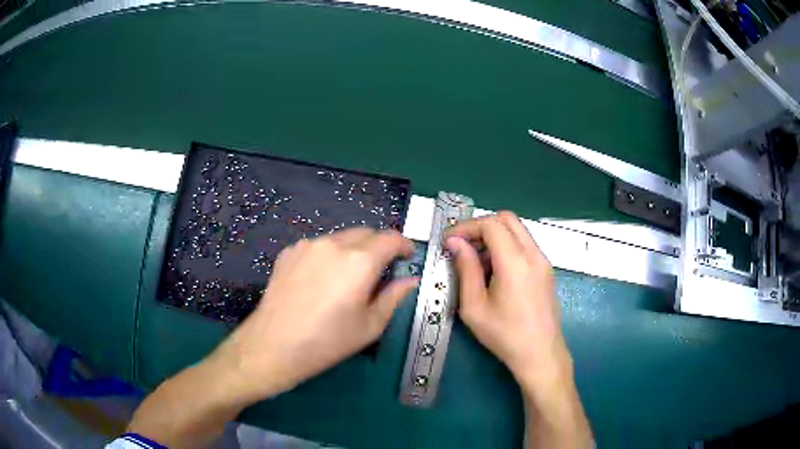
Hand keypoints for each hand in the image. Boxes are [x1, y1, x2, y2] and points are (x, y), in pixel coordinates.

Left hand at [211, 228, 418, 402]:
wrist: (273, 346)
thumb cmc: (327, 341)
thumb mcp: (369, 326)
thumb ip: (393, 297)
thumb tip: (410, 280)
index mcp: (359, 261)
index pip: (391, 238)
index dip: (404, 245)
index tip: (408, 257)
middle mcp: (334, 244)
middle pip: (366, 233)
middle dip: (379, 246)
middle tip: (381, 271)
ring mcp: (308, 245)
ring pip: (341, 238)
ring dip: (353, 250)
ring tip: (348, 278)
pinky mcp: (289, 252)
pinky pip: (318, 246)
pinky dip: (329, 255)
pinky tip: (321, 280)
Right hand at [447, 212, 591, 447]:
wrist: (540, 354)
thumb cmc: (504, 334)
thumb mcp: (474, 306)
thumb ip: (465, 269)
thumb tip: (455, 243)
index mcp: (515, 262)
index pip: (490, 224)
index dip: (466, 227)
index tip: (448, 241)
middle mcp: (533, 254)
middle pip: (507, 219)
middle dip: (481, 226)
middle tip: (462, 245)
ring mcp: (543, 261)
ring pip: (517, 230)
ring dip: (494, 236)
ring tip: (476, 261)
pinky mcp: (546, 270)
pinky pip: (525, 245)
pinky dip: (507, 246)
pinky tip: (494, 271)